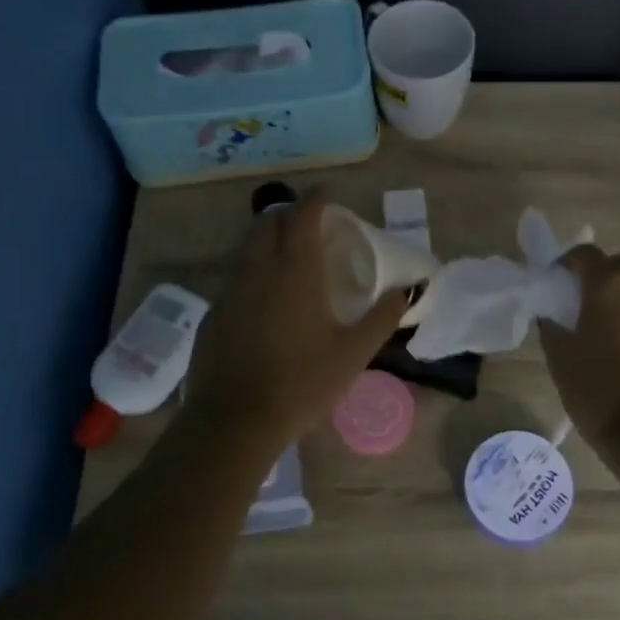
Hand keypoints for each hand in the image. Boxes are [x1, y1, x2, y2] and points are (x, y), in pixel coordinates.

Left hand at [185, 193, 407, 444]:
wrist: (234, 421)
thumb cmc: (302, 383)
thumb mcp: (353, 354)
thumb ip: (382, 318)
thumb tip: (407, 291)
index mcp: (295, 270)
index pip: (303, 214)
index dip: (317, 199)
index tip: (329, 197)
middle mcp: (258, 268)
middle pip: (269, 221)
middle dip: (289, 214)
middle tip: (310, 225)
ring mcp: (230, 289)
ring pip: (247, 246)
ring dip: (267, 238)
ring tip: (288, 255)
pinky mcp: (213, 312)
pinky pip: (234, 276)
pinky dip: (251, 270)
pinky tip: (263, 298)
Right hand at [539, 245, 619, 446]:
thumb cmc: (598, 392)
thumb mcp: (559, 357)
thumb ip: (551, 324)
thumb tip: (552, 311)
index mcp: (610, 285)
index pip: (584, 254)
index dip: (565, 264)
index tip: (553, 284)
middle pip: (618, 265)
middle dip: (598, 277)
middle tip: (580, 305)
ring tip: (605, 329)